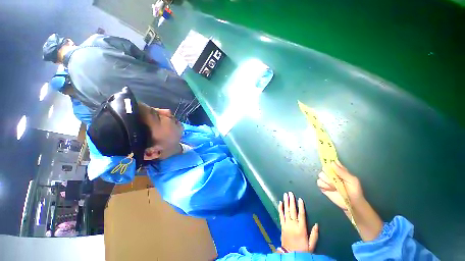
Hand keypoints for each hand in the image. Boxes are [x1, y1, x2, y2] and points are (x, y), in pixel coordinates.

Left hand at [278, 192, 318, 252]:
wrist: (290, 254)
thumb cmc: (302, 250)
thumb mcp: (311, 245)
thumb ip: (314, 235)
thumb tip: (317, 224)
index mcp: (301, 229)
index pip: (301, 215)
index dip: (301, 206)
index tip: (300, 199)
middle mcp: (293, 225)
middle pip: (293, 211)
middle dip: (292, 201)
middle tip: (290, 193)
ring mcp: (286, 225)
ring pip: (286, 211)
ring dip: (286, 202)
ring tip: (285, 195)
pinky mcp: (282, 226)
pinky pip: (281, 216)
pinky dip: (280, 209)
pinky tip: (280, 202)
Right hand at [317, 160, 383, 241]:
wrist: (351, 205)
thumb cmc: (354, 191)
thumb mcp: (352, 180)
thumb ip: (342, 172)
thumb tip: (332, 162)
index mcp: (339, 171)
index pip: (331, 163)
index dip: (329, 162)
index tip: (329, 164)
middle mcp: (331, 174)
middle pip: (324, 168)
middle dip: (328, 174)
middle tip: (335, 180)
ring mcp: (326, 180)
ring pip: (320, 175)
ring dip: (327, 182)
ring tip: (334, 187)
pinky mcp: (323, 186)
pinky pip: (318, 182)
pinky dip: (323, 186)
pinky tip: (329, 189)